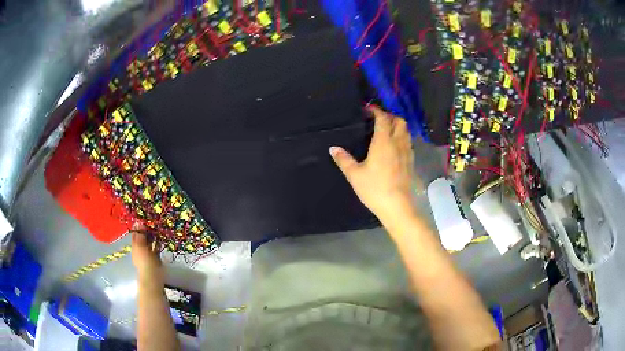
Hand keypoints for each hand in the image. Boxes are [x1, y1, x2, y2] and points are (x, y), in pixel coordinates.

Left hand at [131, 226, 164, 282]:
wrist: (153, 277)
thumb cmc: (145, 261)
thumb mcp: (141, 246)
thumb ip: (140, 235)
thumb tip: (139, 222)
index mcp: (134, 247)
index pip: (135, 234)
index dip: (138, 227)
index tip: (143, 219)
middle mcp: (140, 250)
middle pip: (142, 238)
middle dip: (146, 230)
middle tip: (152, 222)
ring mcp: (148, 254)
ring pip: (149, 243)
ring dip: (152, 236)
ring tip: (157, 228)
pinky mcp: (156, 258)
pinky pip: (156, 248)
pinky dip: (158, 243)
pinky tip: (161, 238)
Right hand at [330, 105, 415, 226]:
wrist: (397, 206)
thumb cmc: (374, 189)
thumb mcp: (354, 175)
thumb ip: (343, 159)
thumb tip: (333, 148)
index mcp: (383, 142)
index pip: (383, 118)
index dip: (376, 110)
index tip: (368, 109)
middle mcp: (398, 143)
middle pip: (399, 121)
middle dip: (390, 116)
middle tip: (378, 119)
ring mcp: (407, 152)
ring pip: (406, 131)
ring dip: (397, 126)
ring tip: (386, 130)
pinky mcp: (411, 162)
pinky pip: (408, 142)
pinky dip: (402, 138)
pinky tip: (394, 147)